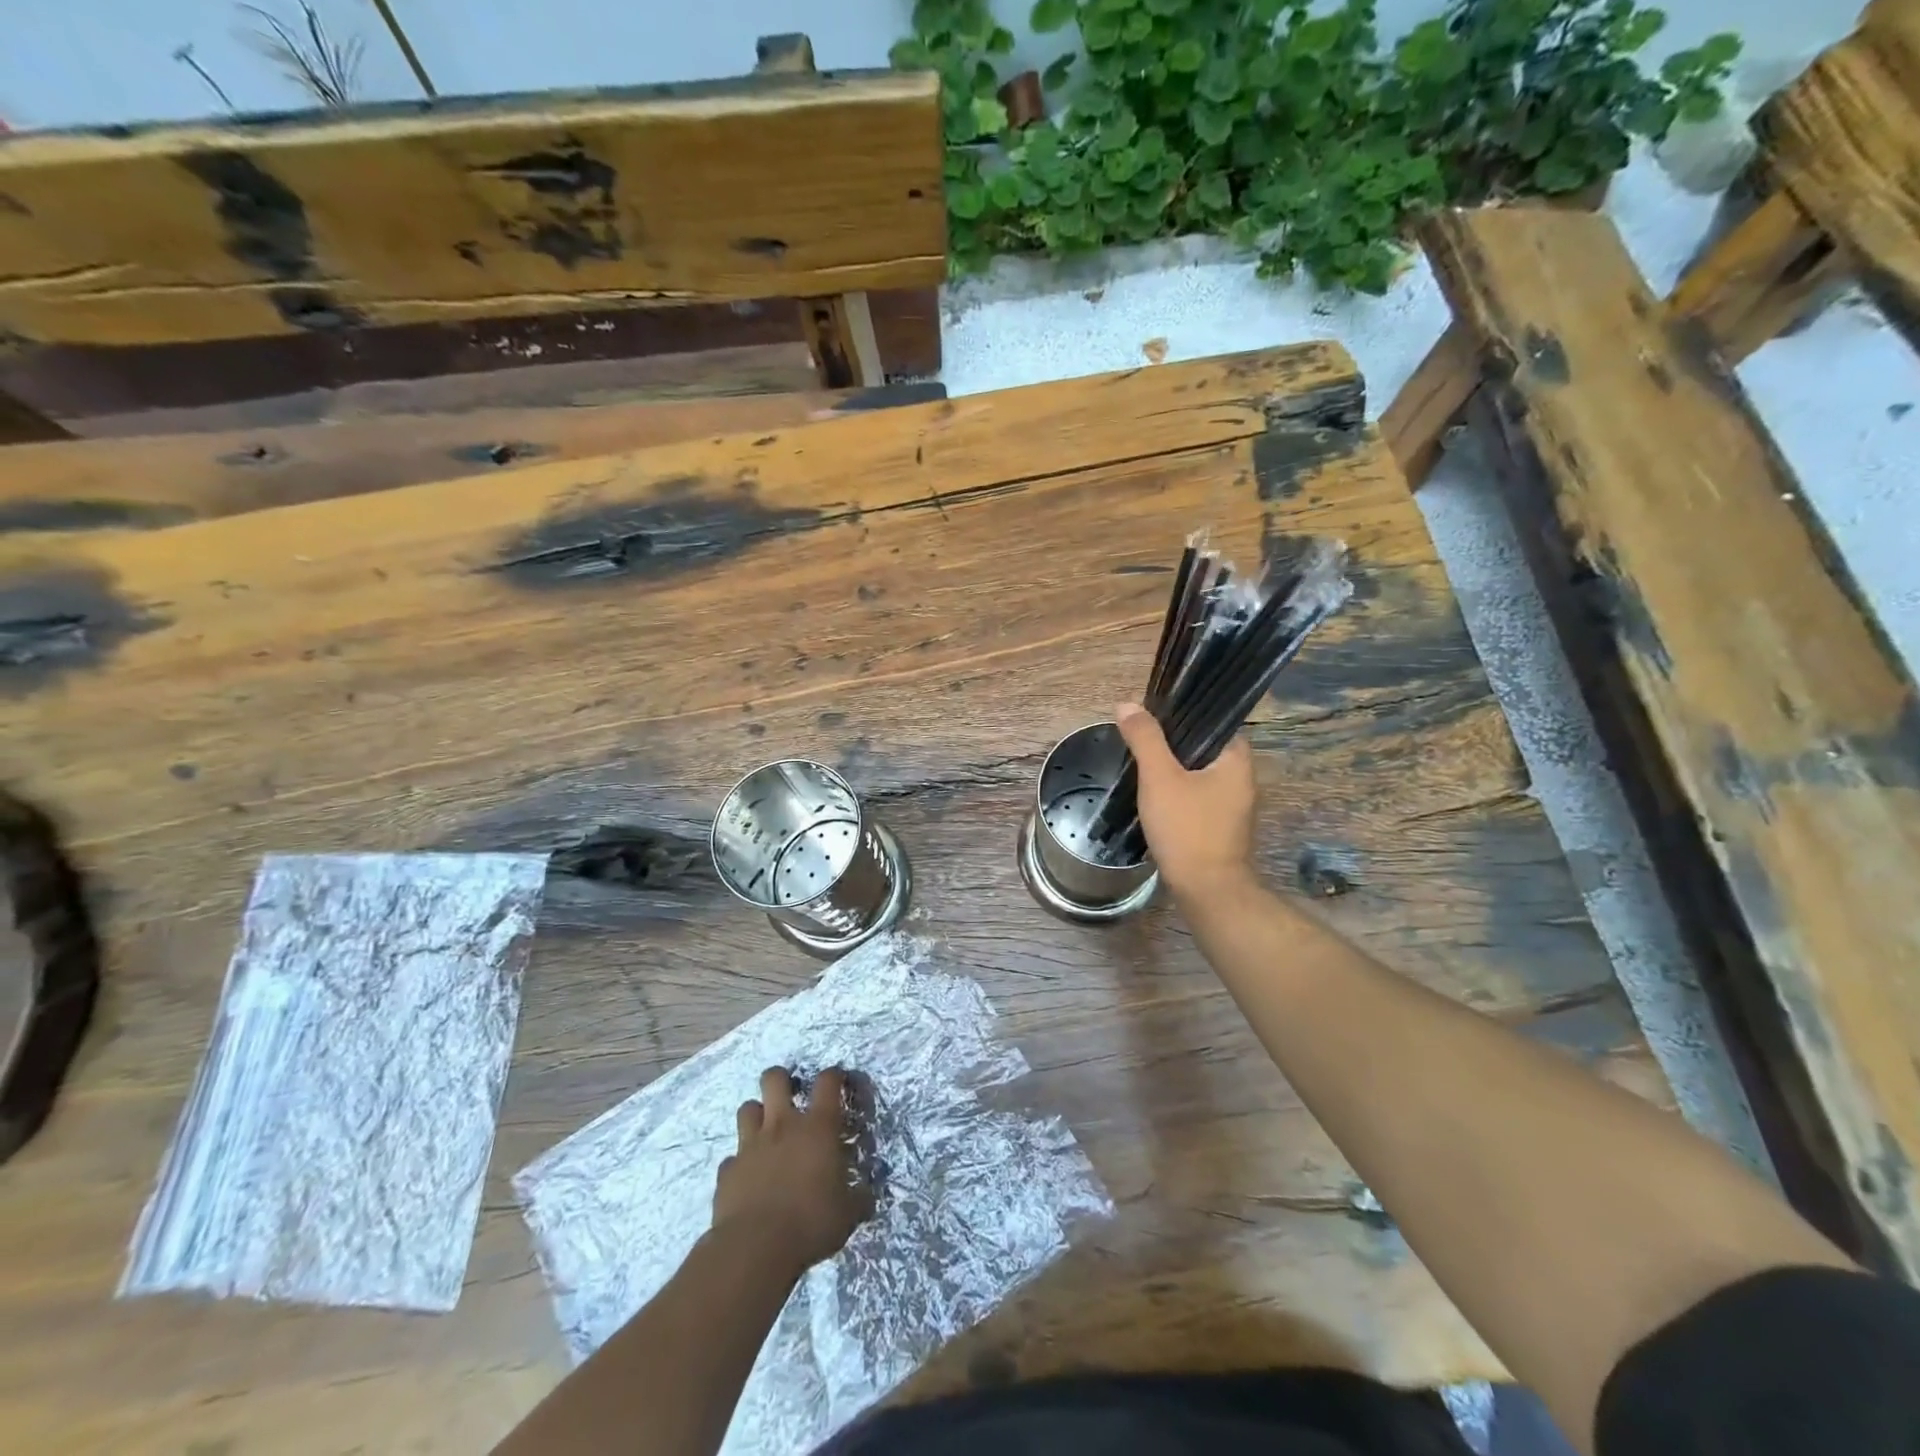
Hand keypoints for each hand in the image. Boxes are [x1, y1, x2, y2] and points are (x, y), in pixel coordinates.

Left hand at [714, 1066, 874, 1273]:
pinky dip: (740, 1164)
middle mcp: (782, 1126)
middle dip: (781, 1079)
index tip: (838, 1080)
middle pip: (774, 1079)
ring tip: (766, 1133)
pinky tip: (747, 1179)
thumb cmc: (810, 1223)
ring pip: (747, 1108)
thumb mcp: (847, 1214)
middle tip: (789, 1095)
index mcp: (817, 1128)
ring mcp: (750, 1146)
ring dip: (757, 1116)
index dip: (834, 1075)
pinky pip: (732, 1158)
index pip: (827, 1082)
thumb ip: (858, 1198)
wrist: (754, 1248)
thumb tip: (866, 1195)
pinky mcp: (727, 1171)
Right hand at [1114, 701, 1257, 903]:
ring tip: (1142, 761)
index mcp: (1237, 759)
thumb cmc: (1187, 828)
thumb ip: (1145, 739)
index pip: (1214, 720)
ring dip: (1174, 768)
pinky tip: (1154, 794)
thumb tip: (1127, 705)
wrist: (1206, 890)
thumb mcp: (1160, 778)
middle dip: (1173, 742)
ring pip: (1199, 772)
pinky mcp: (1221, 825)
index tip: (1154, 712)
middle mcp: (1242, 778)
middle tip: (1140, 737)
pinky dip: (1178, 791)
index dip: (1184, 712)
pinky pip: (1198, 795)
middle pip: (1204, 746)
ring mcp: (1234, 805)